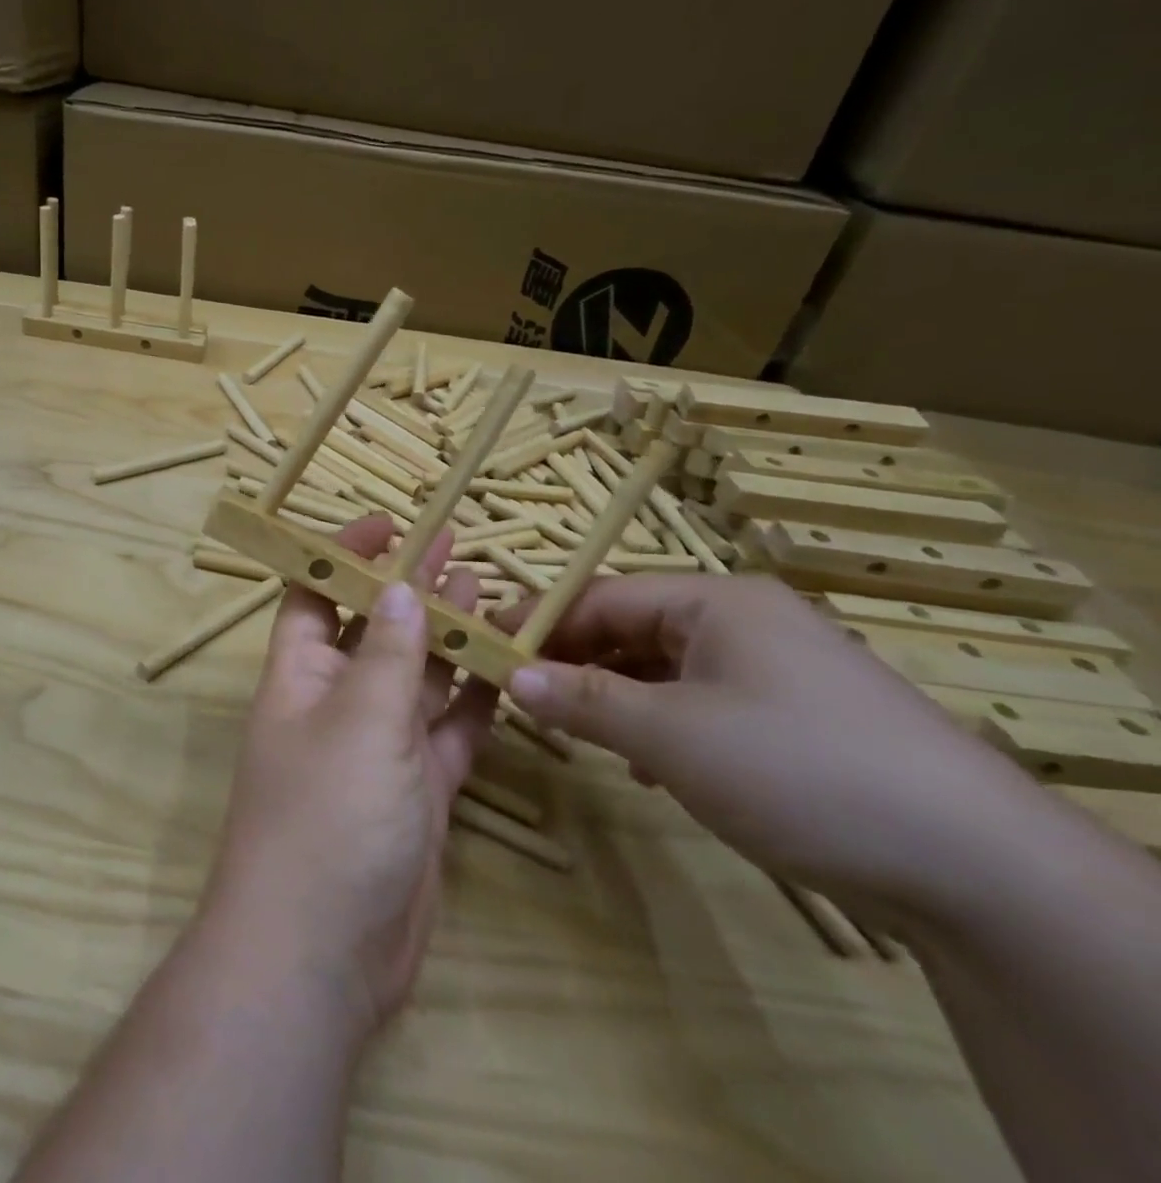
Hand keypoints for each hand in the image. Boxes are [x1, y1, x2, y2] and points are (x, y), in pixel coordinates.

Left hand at [201, 516, 495, 1039]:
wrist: (323, 955)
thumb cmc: (325, 818)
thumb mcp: (357, 722)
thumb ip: (385, 654)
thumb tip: (400, 586)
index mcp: (300, 674)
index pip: (313, 594)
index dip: (342, 555)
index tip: (386, 522)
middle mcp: (336, 703)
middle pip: (375, 630)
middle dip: (409, 589)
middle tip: (455, 546)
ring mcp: (379, 749)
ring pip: (418, 679)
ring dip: (448, 639)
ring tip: (485, 589)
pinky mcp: (418, 793)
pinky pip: (449, 733)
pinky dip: (474, 702)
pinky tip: (504, 667)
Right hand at [500, 575, 1043, 924]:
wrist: (976, 868)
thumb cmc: (796, 767)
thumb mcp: (670, 733)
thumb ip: (583, 700)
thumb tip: (509, 677)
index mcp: (714, 601)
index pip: (602, 596)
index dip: (541, 621)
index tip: (487, 645)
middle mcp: (743, 620)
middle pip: (632, 628)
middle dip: (575, 661)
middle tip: (520, 693)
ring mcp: (774, 669)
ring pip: (664, 669)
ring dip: (614, 697)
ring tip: (575, 731)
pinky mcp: (795, 717)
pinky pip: (701, 702)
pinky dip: (661, 724)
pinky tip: (649, 767)